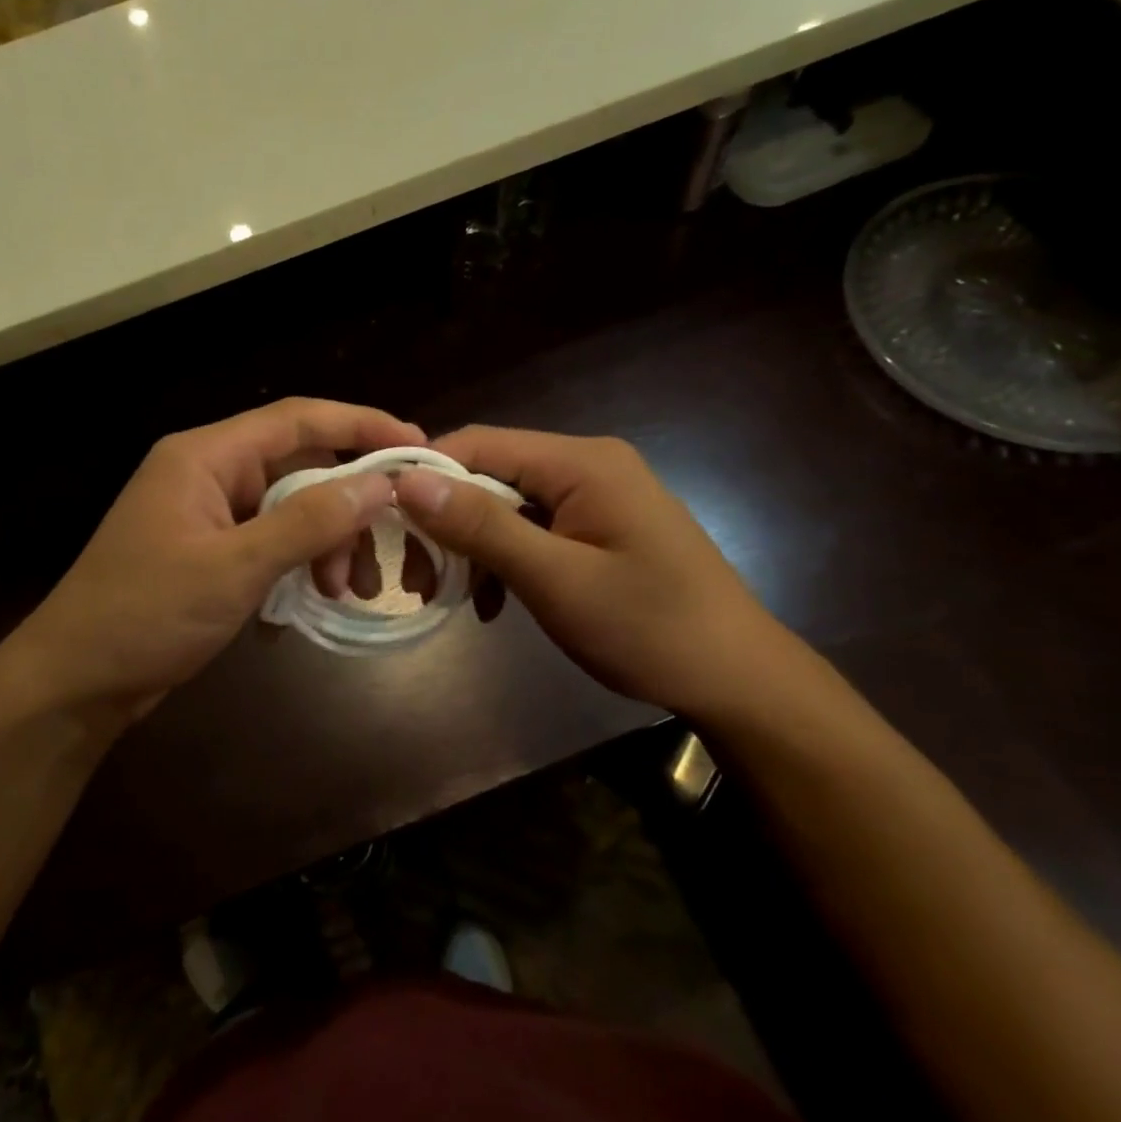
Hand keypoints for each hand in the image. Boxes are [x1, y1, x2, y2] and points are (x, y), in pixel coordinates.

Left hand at [6, 398, 421, 721]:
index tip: (416, 447)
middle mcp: (208, 473)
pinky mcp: (209, 552)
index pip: (297, 419)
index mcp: (205, 456)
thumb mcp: (235, 567)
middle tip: (383, 549)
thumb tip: (380, 484)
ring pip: (289, 509)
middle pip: (298, 467)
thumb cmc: (146, 614)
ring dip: (325, 543)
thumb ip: (309, 521)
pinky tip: (314, 598)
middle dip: (345, 506)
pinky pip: (270, 541)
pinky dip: (298, 563)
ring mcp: (208, 514)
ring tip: (346, 591)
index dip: (361, 425)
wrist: (76, 681)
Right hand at [394, 426, 789, 718]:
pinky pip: (532, 529)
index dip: (425, 474)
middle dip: (446, 521)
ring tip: (444, 595)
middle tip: (416, 577)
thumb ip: (483, 526)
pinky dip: (503, 560)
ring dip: (471, 546)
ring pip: (506, 505)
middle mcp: (586, 464)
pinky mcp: (598, 527)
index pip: (479, 443)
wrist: (737, 678)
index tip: (383, 522)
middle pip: (490, 474)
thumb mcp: (556, 580)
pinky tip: (490, 602)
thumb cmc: (648, 628)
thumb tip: (408, 480)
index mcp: (581, 462)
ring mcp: (595, 496)